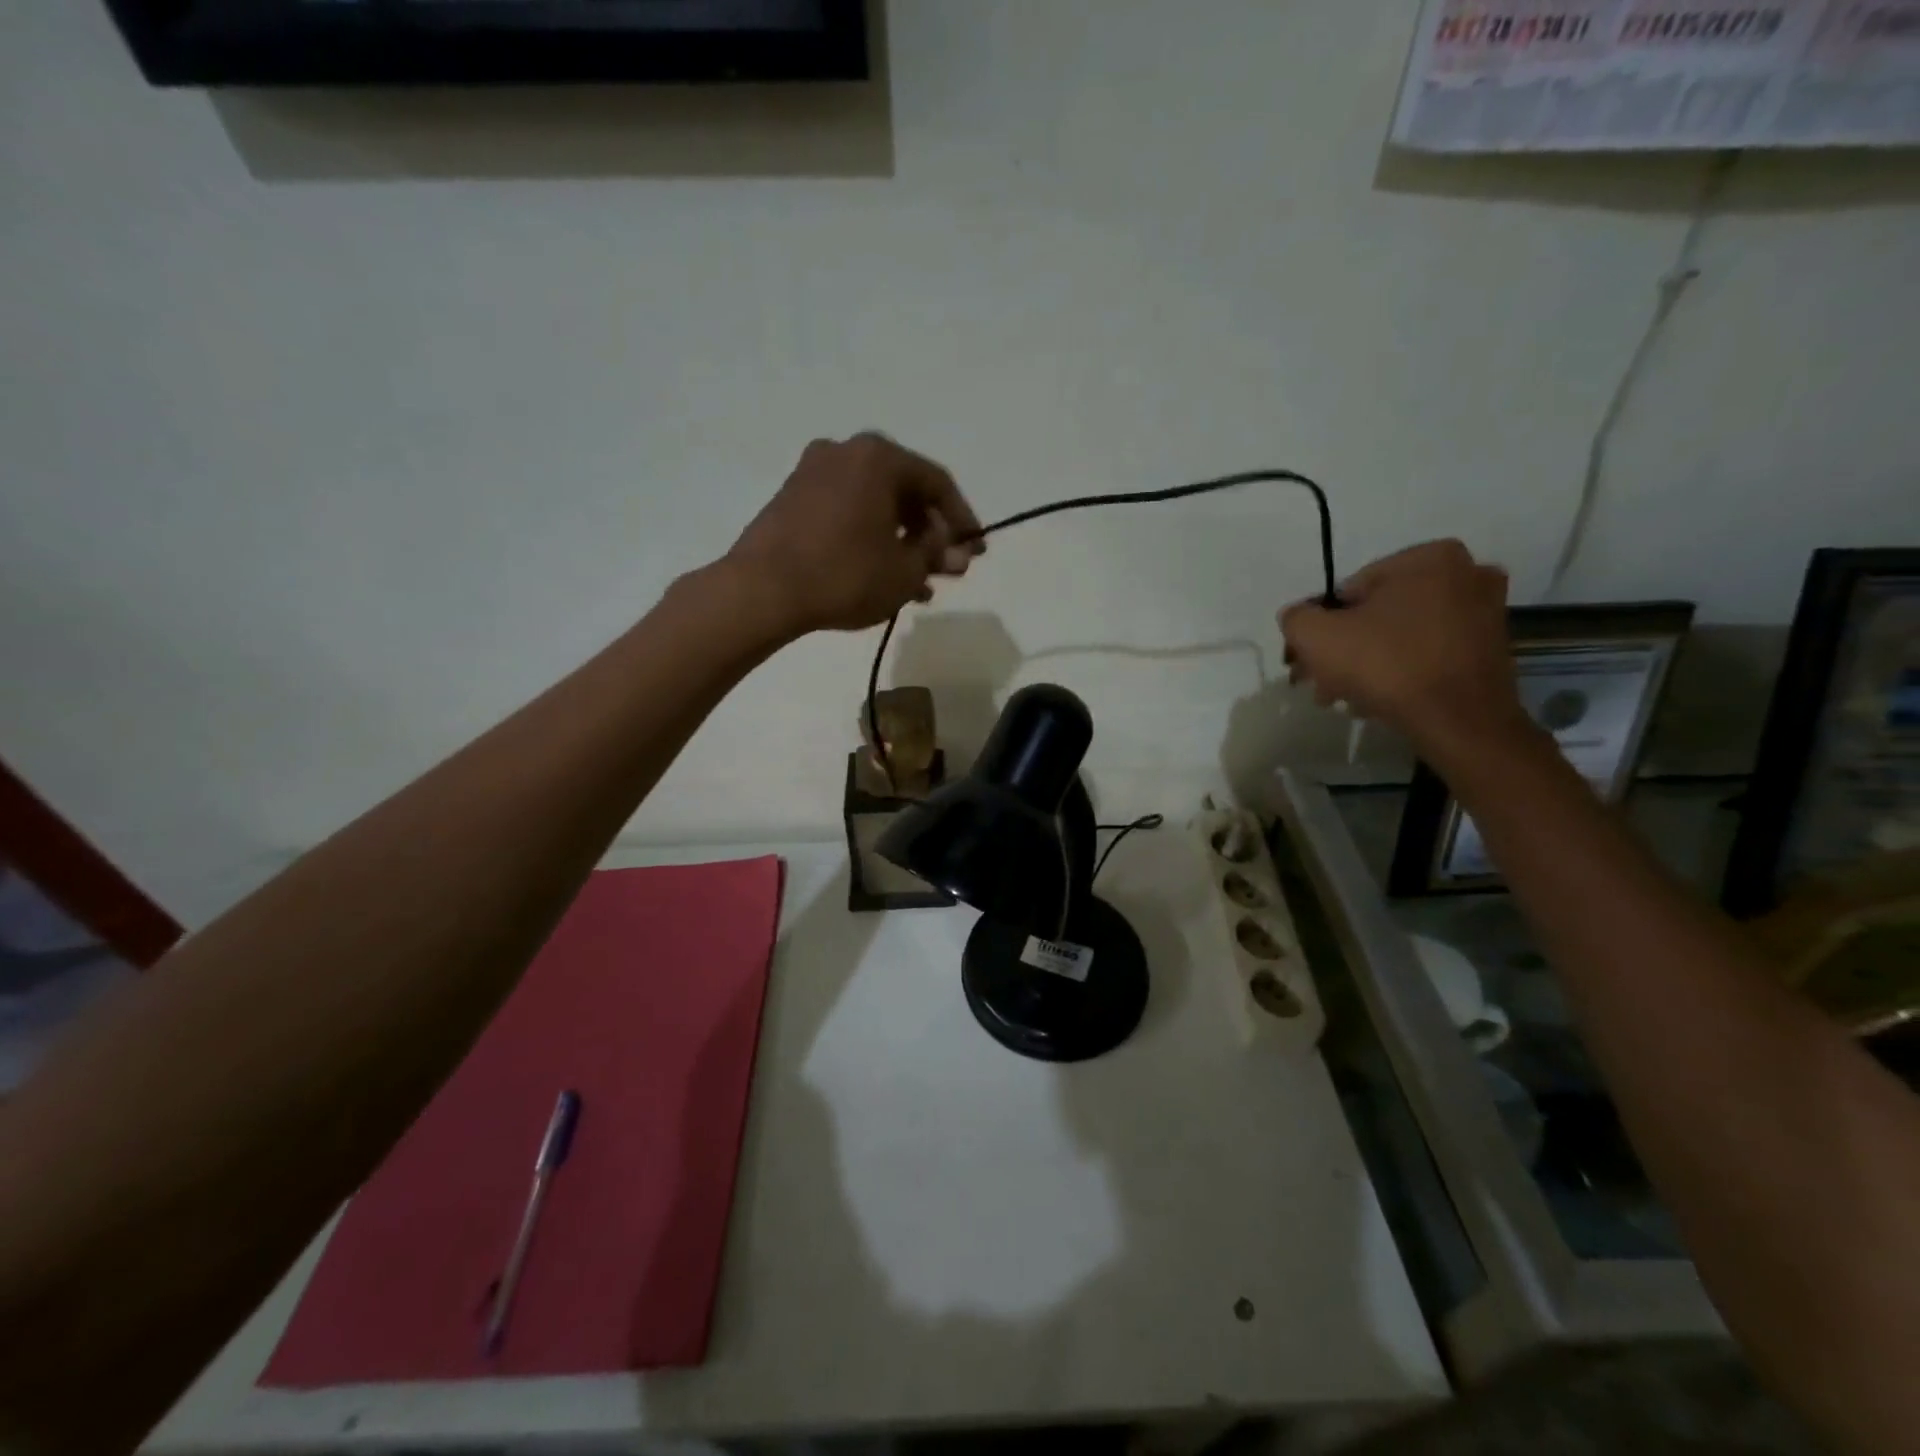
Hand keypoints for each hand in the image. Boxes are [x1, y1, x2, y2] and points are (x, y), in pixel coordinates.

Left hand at [724, 433, 984, 635]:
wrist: (761, 590)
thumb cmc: (844, 574)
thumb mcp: (904, 571)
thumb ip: (936, 556)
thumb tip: (958, 553)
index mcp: (878, 457)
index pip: (936, 484)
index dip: (962, 519)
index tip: (975, 550)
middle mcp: (845, 452)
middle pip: (904, 492)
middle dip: (930, 534)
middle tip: (947, 569)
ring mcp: (813, 474)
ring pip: (874, 507)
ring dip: (901, 543)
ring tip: (918, 585)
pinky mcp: (791, 500)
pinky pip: (846, 514)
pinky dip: (869, 540)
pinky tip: (881, 577)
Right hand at [1279, 540, 1528, 761]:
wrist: (1458, 721)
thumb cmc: (1386, 665)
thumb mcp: (1316, 636)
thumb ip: (1296, 618)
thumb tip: (1299, 618)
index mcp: (1428, 558)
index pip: (1350, 591)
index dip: (1322, 627)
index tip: (1308, 661)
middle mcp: (1466, 574)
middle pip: (1378, 614)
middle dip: (1345, 649)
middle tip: (1322, 683)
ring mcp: (1485, 613)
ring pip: (1403, 635)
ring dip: (1368, 663)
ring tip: (1345, 697)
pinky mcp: (1492, 649)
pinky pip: (1430, 653)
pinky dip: (1402, 672)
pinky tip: (1378, 700)